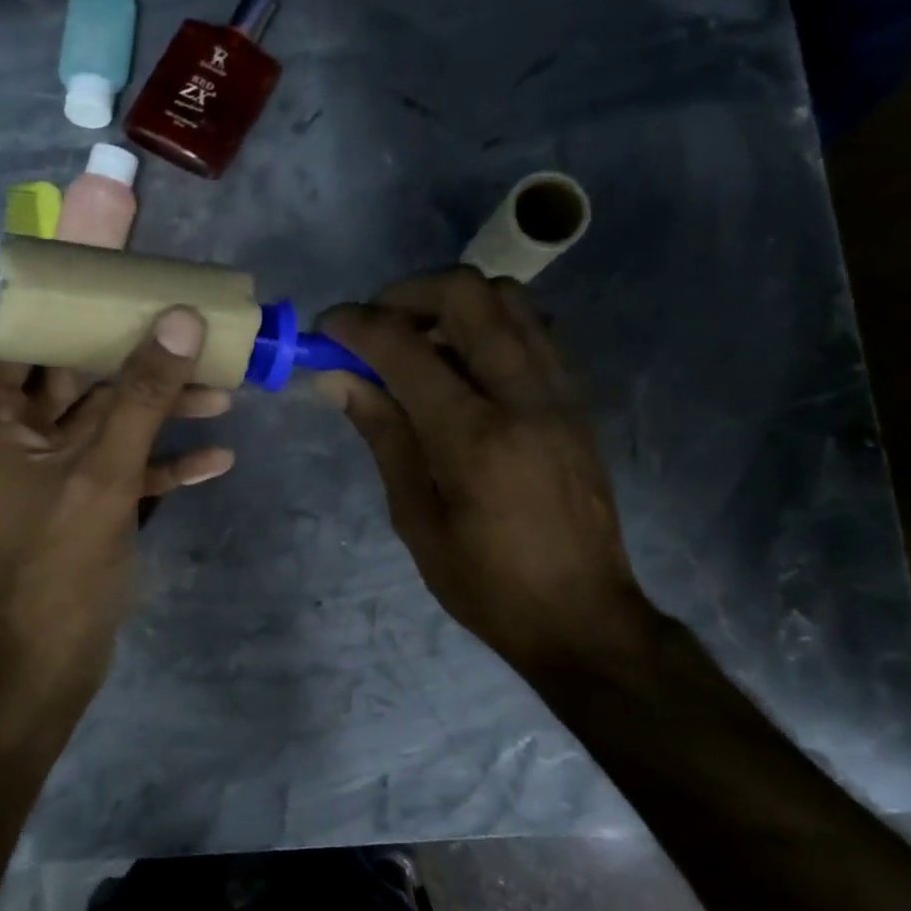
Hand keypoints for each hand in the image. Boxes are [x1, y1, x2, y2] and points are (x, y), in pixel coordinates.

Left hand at [0, 309, 235, 699]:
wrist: (48, 663)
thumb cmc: (57, 561)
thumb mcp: (103, 471)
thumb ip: (142, 394)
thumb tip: (180, 319)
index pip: (24, 337)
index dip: (67, 306)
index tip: (119, 281)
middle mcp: (22, 437)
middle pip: (81, 376)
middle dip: (139, 359)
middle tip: (192, 330)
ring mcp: (56, 473)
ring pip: (112, 422)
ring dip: (163, 410)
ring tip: (225, 392)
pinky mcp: (86, 505)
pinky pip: (127, 468)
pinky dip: (165, 462)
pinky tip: (217, 459)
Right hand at [318, 268, 654, 676]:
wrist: (584, 617)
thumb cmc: (485, 582)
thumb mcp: (416, 518)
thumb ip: (383, 434)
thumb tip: (337, 377)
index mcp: (474, 437)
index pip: (405, 347)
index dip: (357, 325)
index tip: (327, 328)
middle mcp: (523, 396)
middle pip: (467, 293)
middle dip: (406, 292)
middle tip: (375, 325)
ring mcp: (560, 392)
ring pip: (507, 298)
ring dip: (451, 302)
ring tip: (417, 339)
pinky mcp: (577, 399)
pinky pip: (532, 328)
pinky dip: (488, 323)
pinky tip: (461, 361)